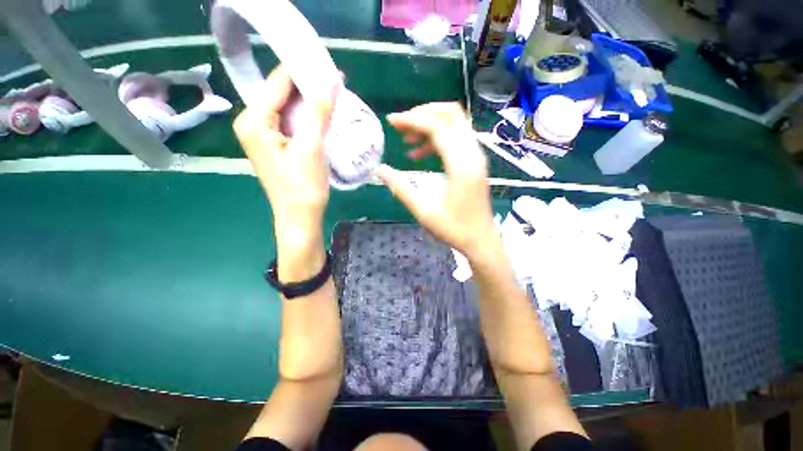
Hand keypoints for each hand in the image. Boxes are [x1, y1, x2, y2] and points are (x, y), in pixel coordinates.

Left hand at [233, 66, 333, 277]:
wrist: (299, 218)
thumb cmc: (303, 187)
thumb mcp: (312, 148)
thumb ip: (319, 112)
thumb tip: (332, 78)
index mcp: (253, 120)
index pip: (278, 83)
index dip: (303, 70)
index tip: (328, 62)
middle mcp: (252, 122)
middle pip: (281, 94)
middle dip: (308, 87)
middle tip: (336, 82)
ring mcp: (263, 134)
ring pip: (288, 108)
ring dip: (310, 103)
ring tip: (334, 96)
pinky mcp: (275, 144)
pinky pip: (291, 121)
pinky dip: (308, 117)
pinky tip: (324, 116)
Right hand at [377, 102, 497, 258]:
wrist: (481, 240)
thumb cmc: (455, 230)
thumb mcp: (424, 213)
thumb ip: (401, 189)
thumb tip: (379, 170)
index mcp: (461, 166)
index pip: (437, 127)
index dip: (412, 120)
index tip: (391, 121)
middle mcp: (473, 154)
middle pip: (451, 114)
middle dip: (423, 113)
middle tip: (401, 126)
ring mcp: (476, 157)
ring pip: (455, 123)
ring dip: (430, 124)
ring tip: (407, 139)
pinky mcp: (474, 162)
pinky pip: (456, 138)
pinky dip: (437, 138)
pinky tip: (419, 152)